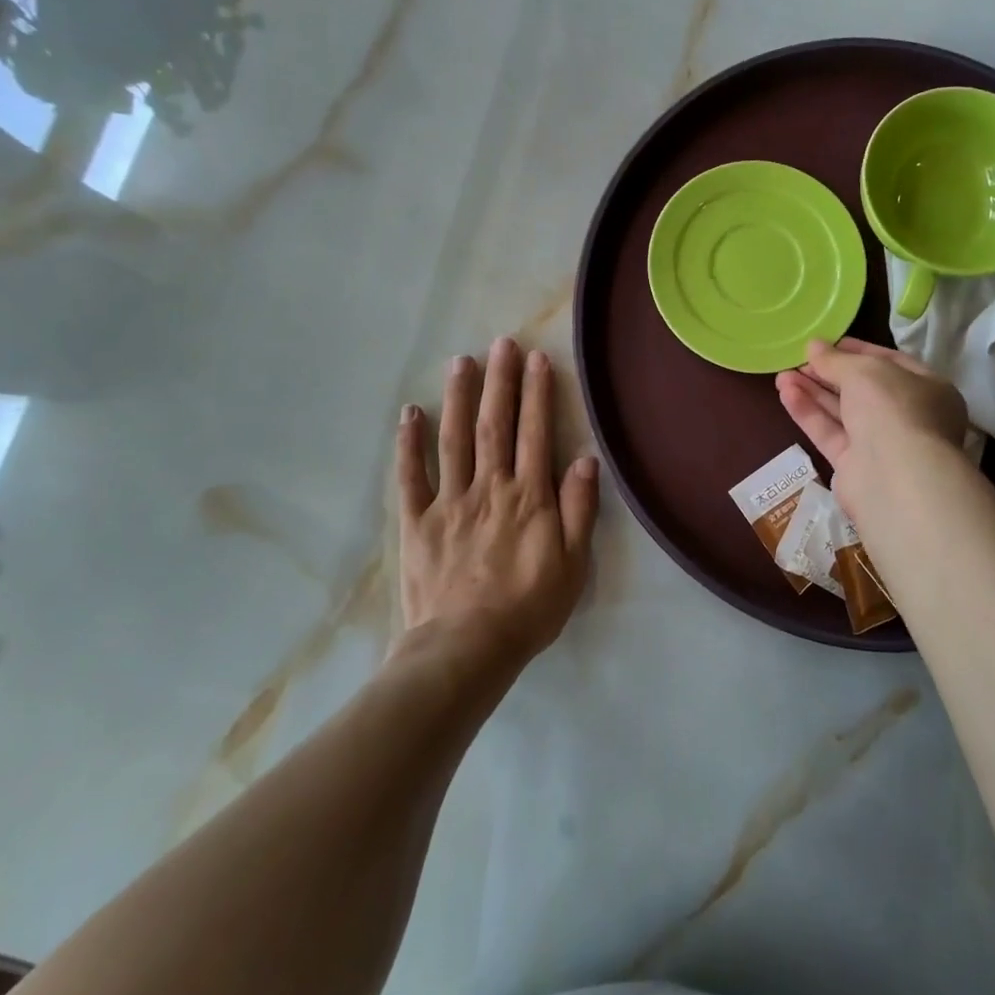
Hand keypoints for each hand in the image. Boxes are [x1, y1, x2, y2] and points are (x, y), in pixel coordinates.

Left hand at [396, 337, 597, 674]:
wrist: (465, 651)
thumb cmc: (527, 608)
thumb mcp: (572, 564)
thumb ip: (579, 508)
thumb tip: (585, 458)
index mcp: (528, 496)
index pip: (535, 432)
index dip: (537, 393)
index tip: (536, 358)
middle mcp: (490, 487)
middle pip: (495, 425)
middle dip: (499, 381)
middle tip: (500, 343)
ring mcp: (449, 501)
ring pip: (454, 439)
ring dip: (459, 398)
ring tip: (461, 361)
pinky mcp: (417, 522)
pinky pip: (411, 477)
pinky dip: (409, 444)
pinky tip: (410, 413)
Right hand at [775, 338, 968, 513]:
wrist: (896, 478)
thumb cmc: (893, 409)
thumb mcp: (864, 371)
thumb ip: (835, 359)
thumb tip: (813, 346)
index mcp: (926, 388)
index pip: (889, 362)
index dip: (856, 350)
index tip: (826, 343)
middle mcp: (907, 416)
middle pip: (862, 389)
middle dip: (828, 373)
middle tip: (798, 359)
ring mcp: (881, 443)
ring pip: (842, 412)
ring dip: (812, 391)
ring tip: (781, 375)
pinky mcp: (855, 466)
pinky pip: (829, 433)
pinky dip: (809, 413)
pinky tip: (786, 394)